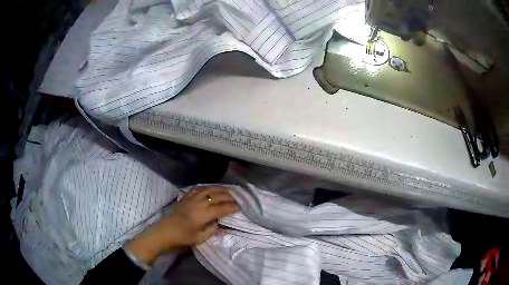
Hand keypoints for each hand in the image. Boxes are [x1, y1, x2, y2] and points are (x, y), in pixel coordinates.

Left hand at [124, 187, 237, 264]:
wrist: (166, 231)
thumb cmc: (183, 236)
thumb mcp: (201, 238)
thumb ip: (212, 229)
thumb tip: (217, 220)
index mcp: (202, 215)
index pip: (221, 208)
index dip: (231, 207)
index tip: (239, 208)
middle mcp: (198, 203)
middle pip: (216, 196)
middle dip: (228, 197)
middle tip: (236, 199)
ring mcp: (191, 198)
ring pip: (208, 189)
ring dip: (219, 189)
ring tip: (227, 191)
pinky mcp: (186, 196)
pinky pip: (199, 188)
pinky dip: (207, 187)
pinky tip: (211, 189)